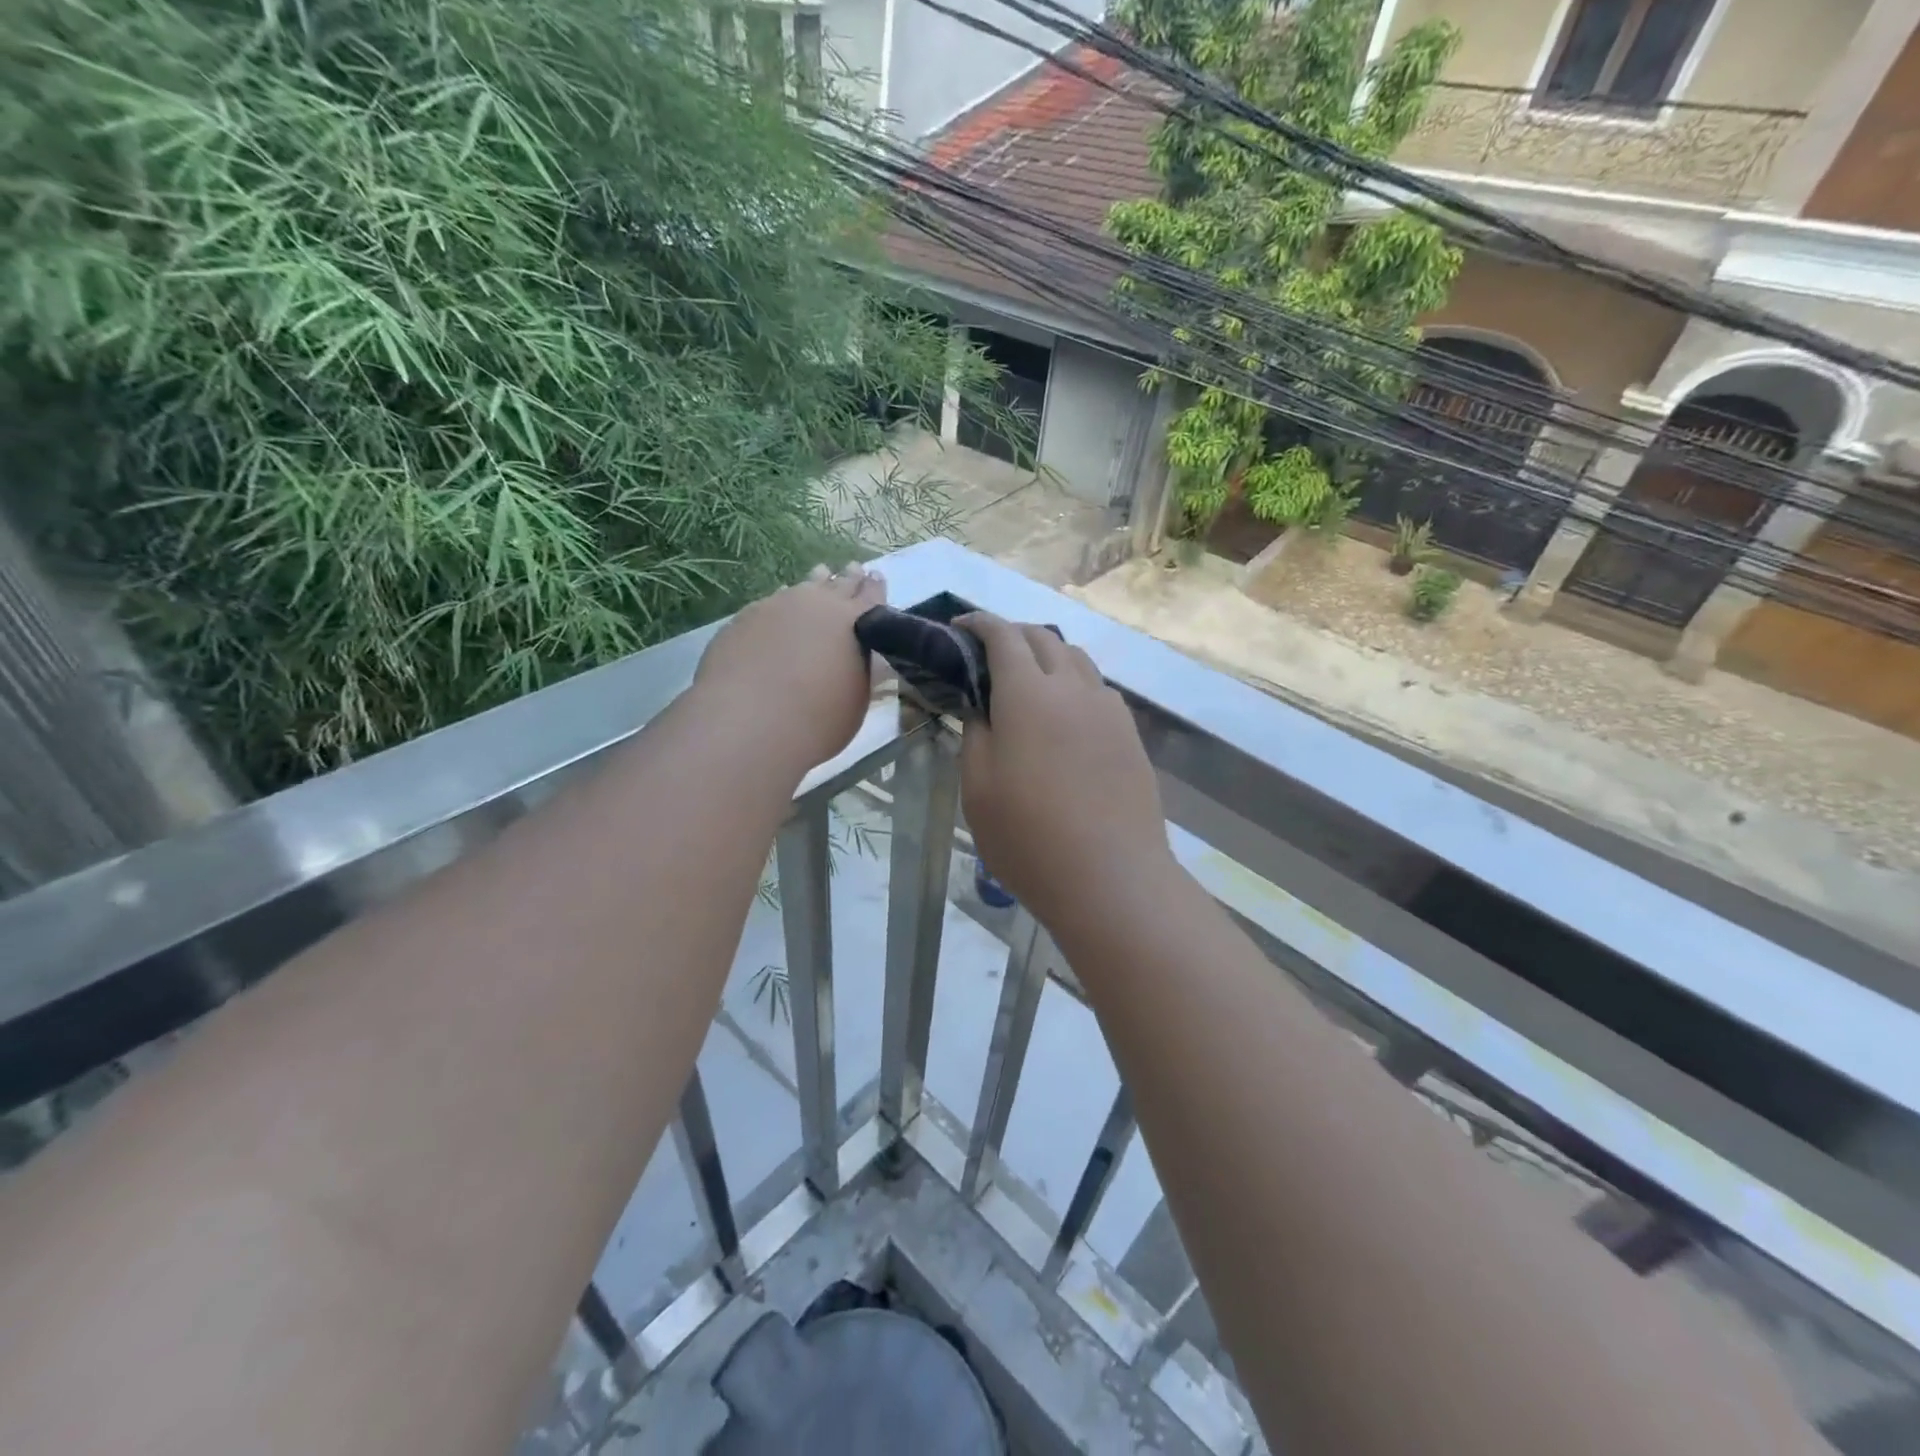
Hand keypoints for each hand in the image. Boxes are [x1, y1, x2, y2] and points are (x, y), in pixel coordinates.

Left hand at [695, 563, 884, 779]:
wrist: (751, 719)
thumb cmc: (818, 718)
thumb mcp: (856, 698)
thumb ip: (861, 669)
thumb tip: (865, 656)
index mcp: (854, 622)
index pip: (871, 597)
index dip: (875, 588)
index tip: (877, 577)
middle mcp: (819, 604)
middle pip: (838, 585)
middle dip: (848, 578)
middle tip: (853, 569)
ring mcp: (778, 606)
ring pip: (802, 587)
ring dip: (815, 582)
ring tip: (821, 573)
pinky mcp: (746, 617)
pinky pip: (772, 601)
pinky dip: (782, 601)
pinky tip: (780, 604)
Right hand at [959, 613, 1173, 932]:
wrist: (1111, 878)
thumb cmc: (1029, 838)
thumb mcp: (978, 789)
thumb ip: (976, 735)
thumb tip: (984, 708)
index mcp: (1028, 694)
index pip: (1003, 636)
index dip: (979, 624)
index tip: (960, 627)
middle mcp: (1072, 688)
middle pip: (1044, 638)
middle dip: (1013, 635)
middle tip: (989, 655)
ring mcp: (1108, 710)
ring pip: (1077, 660)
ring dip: (1048, 656)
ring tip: (1028, 681)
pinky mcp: (1130, 735)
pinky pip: (1098, 690)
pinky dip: (1074, 684)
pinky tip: (1065, 716)